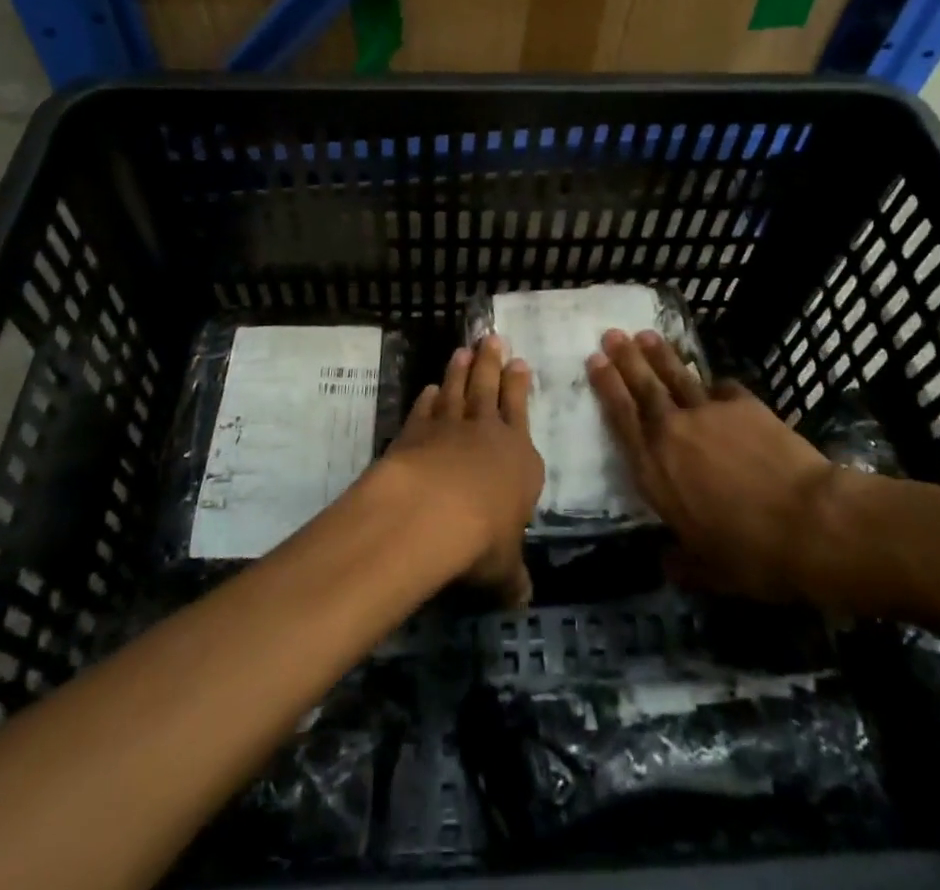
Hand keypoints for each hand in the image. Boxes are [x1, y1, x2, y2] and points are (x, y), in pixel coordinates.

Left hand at [383, 336, 543, 606]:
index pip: (521, 413)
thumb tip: (522, 601)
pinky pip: (425, 409)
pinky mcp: (416, 432)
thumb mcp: (503, 568)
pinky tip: (429, 388)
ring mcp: (449, 428)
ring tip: (463, 349)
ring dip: (460, 370)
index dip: (519, 387)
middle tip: (492, 337)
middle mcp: (487, 433)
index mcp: (519, 458)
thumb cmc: (482, 538)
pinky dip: (428, 397)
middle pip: (490, 389)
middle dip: (492, 363)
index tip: (519, 363)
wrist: (432, 512)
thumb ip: (512, 578)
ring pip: (458, 390)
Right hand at [587, 329, 842, 603]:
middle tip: (611, 334)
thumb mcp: (710, 571)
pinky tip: (713, 379)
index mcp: (654, 471)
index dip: (606, 387)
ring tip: (645, 335)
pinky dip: (714, 384)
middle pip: (643, 387)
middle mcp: (672, 433)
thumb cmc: (751, 553)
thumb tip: (666, 565)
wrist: (808, 522)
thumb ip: (683, 563)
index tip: (594, 361)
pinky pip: (722, 388)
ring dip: (659, 355)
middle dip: (625, 359)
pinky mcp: (744, 405)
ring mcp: (708, 413)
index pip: (621, 418)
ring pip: (676, 377)